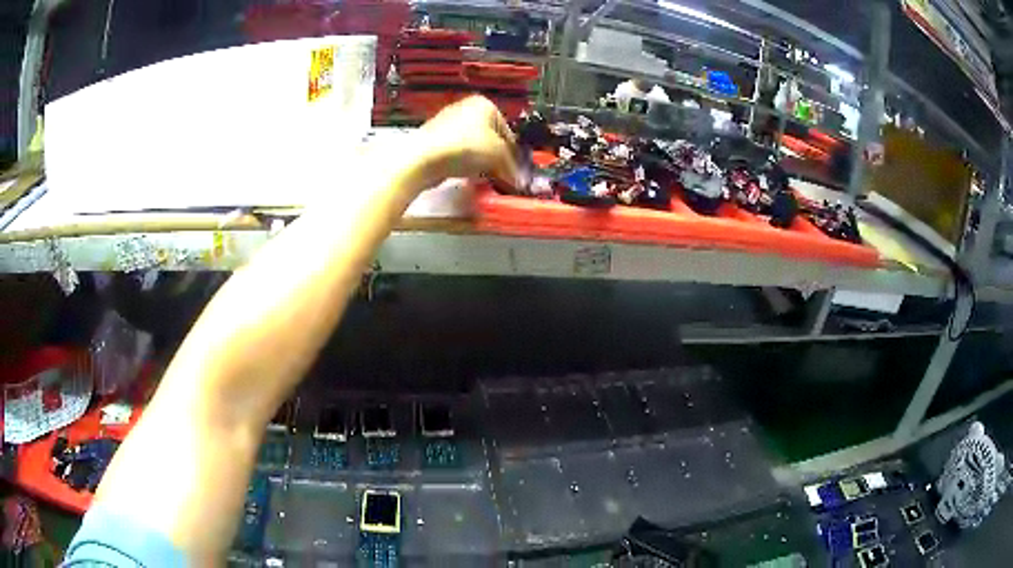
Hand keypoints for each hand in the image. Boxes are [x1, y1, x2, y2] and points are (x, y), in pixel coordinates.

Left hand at [412, 96, 521, 188]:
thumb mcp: (498, 156)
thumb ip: (511, 167)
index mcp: (484, 103)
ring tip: (483, 177)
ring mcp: (446, 122)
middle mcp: (464, 107)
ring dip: (479, 161)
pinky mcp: (433, 139)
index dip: (512, 152)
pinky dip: (462, 162)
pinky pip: (455, 152)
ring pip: (472, 145)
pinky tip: (463, 174)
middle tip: (501, 175)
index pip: (507, 130)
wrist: (424, 158)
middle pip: (489, 137)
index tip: (514, 170)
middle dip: (495, 157)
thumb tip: (519, 180)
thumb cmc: (466, 147)